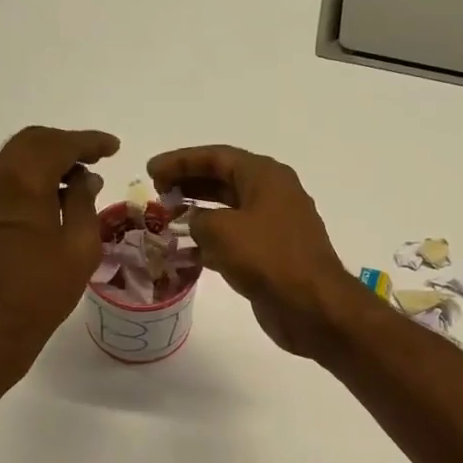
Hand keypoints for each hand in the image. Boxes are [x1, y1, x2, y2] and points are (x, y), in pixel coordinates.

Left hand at [0, 126, 118, 367]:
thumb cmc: (41, 291)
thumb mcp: (78, 248)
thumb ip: (83, 203)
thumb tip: (85, 179)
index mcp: (22, 182)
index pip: (58, 144)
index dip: (89, 142)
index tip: (113, 148)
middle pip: (32, 142)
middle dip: (66, 145)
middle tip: (96, 158)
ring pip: (15, 159)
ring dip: (47, 160)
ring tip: (78, 179)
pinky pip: (5, 180)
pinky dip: (31, 178)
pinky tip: (52, 199)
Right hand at [148, 144, 359, 357]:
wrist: (311, 305)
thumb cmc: (267, 258)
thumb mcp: (222, 230)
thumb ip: (197, 219)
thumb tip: (194, 223)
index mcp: (265, 176)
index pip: (216, 157)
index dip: (181, 161)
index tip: (151, 170)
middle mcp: (273, 195)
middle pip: (223, 181)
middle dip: (188, 184)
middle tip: (157, 193)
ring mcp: (274, 227)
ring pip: (229, 212)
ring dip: (197, 215)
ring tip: (166, 220)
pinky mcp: (271, 256)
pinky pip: (235, 240)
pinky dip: (211, 243)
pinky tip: (186, 253)